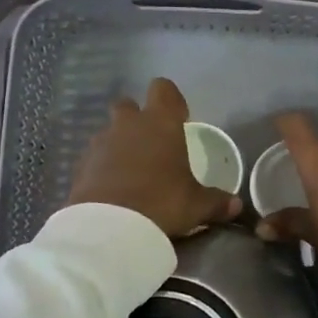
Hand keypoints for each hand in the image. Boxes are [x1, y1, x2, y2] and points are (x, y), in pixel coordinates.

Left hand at [67, 78, 241, 238]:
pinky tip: (113, 189)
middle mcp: (128, 125)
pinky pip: (94, 157)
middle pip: (128, 105)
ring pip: (109, 132)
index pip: (164, 89)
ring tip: (132, 172)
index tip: (180, 119)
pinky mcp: (80, 165)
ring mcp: (100, 143)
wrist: (109, 227)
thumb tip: (236, 205)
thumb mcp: (197, 205)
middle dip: (137, 118)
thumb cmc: (162, 202)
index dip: (172, 100)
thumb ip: (216, 201)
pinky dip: (102, 167)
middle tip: (151, 144)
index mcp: (161, 123)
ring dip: (119, 144)